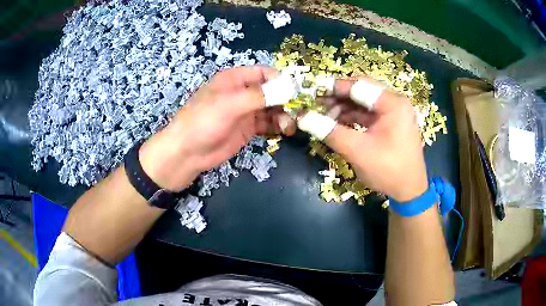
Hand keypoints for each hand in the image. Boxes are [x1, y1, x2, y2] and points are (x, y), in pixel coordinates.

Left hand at [139, 66, 295, 191]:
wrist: (187, 153)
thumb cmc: (203, 122)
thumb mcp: (230, 104)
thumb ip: (259, 95)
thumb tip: (289, 88)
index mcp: (235, 79)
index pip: (265, 73)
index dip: (282, 80)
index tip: (298, 92)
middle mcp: (243, 93)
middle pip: (272, 91)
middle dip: (287, 99)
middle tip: (301, 111)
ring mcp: (246, 112)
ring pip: (272, 108)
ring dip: (284, 114)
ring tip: (292, 125)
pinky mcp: (248, 129)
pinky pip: (268, 124)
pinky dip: (278, 126)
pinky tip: (286, 131)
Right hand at [321, 78, 427, 201]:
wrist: (409, 191)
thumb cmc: (388, 170)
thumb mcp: (358, 151)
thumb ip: (330, 131)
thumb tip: (303, 117)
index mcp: (393, 103)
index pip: (359, 85)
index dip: (334, 88)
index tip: (312, 92)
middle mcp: (395, 102)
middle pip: (361, 91)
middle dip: (337, 98)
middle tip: (316, 106)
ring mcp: (394, 113)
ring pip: (363, 103)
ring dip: (343, 108)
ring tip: (324, 117)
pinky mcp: (391, 123)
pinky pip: (368, 114)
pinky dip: (352, 117)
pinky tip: (337, 124)